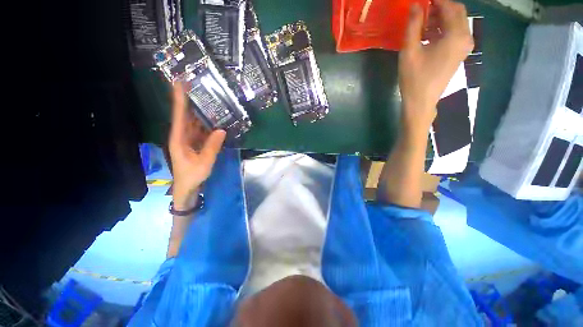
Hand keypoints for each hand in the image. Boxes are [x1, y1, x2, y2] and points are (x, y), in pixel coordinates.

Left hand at [169, 82, 225, 209]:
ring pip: (193, 121)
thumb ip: (212, 146)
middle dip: (190, 100)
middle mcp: (182, 135)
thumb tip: (222, 130)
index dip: (179, 99)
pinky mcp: (195, 143)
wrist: (188, 187)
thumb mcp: (204, 162)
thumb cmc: (192, 176)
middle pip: (185, 115)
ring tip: (208, 98)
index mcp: (179, 139)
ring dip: (199, 111)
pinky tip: (214, 118)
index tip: (179, 82)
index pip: (179, 115)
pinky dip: (206, 123)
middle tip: (197, 86)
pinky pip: (200, 130)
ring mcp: (188, 139)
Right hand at [399, 0, 473, 131]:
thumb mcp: (410, 51)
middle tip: (422, 11)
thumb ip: (413, 26)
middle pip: (457, 12)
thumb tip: (415, 5)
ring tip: (422, 23)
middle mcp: (465, 38)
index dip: (436, 1)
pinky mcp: (459, 53)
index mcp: (456, 35)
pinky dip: (443, 28)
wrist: (421, 101)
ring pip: (456, 22)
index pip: (450, 7)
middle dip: (440, 8)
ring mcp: (464, 46)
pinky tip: (429, 34)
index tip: (422, 2)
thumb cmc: (414, 78)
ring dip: (441, 18)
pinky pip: (455, 33)